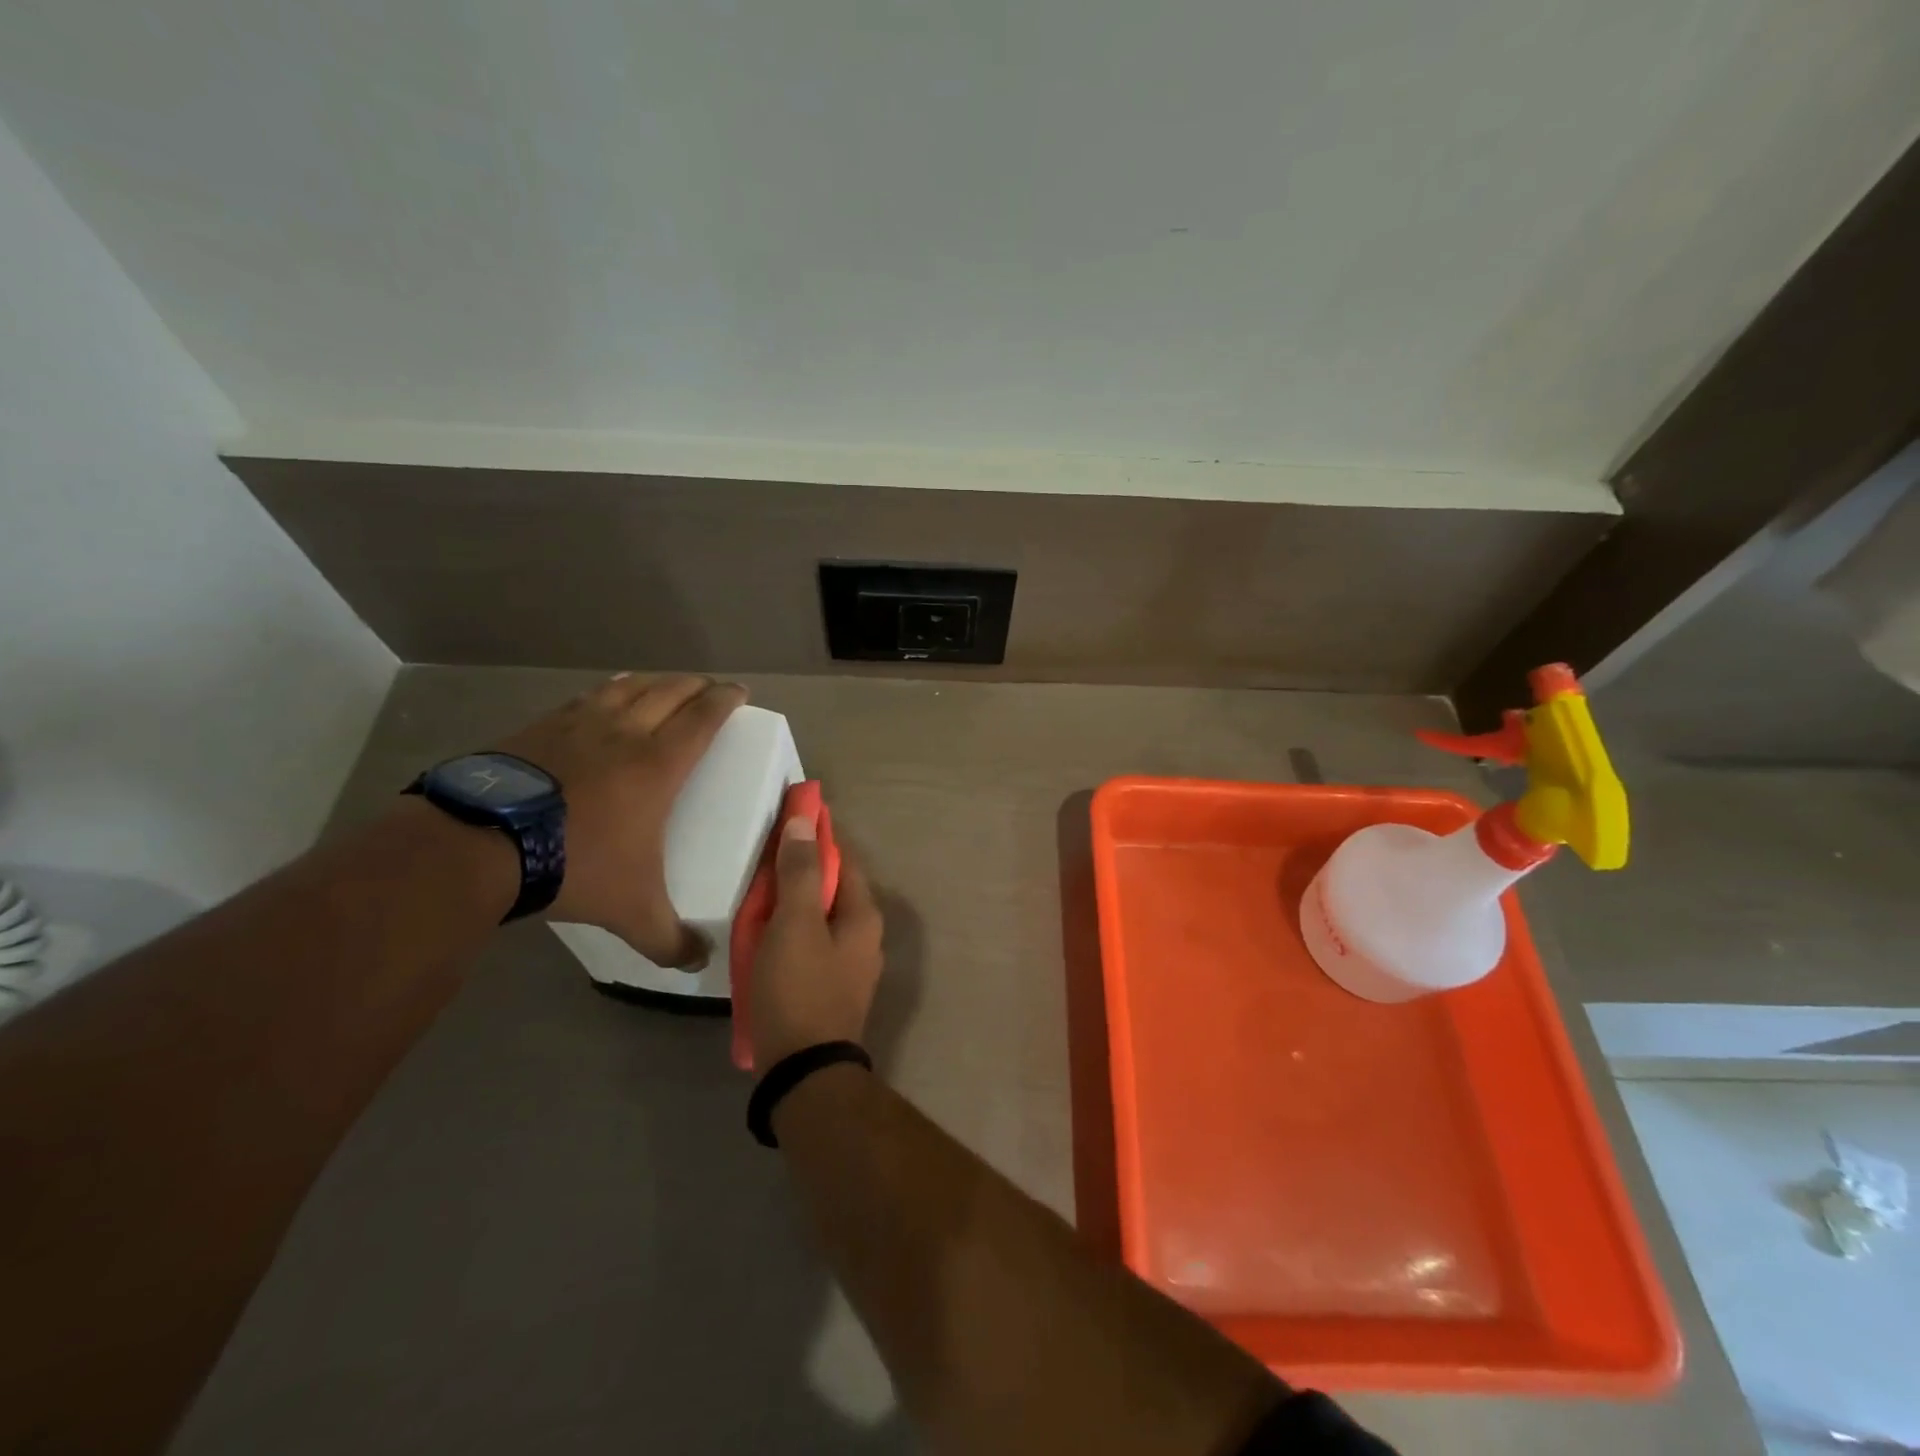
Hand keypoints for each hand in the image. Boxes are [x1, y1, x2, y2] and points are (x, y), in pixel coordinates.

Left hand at [496, 673, 745, 965]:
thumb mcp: (631, 910)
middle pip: (670, 692)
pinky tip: (605, 697)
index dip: (725, 700)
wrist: (480, 846)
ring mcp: (578, 725)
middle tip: (710, 688)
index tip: (739, 692)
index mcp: (658, 764)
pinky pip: (586, 698)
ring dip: (654, 682)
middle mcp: (624, 733)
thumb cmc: (574, 865)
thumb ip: (669, 939)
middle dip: (696, 685)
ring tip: (664, 684)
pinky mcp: (539, 728)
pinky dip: (608, 691)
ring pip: (628, 687)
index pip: (703, 717)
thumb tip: (699, 963)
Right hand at [750, 817, 884, 1067]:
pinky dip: (788, 929)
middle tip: (763, 854)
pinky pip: (809, 943)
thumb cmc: (799, 989)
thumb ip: (800, 872)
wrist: (803, 1072)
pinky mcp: (829, 987)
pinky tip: (764, 933)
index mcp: (862, 914)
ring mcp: (849, 964)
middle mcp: (864, 935)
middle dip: (799, 867)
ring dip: (791, 900)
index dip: (817, 833)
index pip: (842, 857)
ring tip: (758, 890)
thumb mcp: (794, 924)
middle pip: (829, 886)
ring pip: (817, 916)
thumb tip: (805, 822)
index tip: (789, 813)